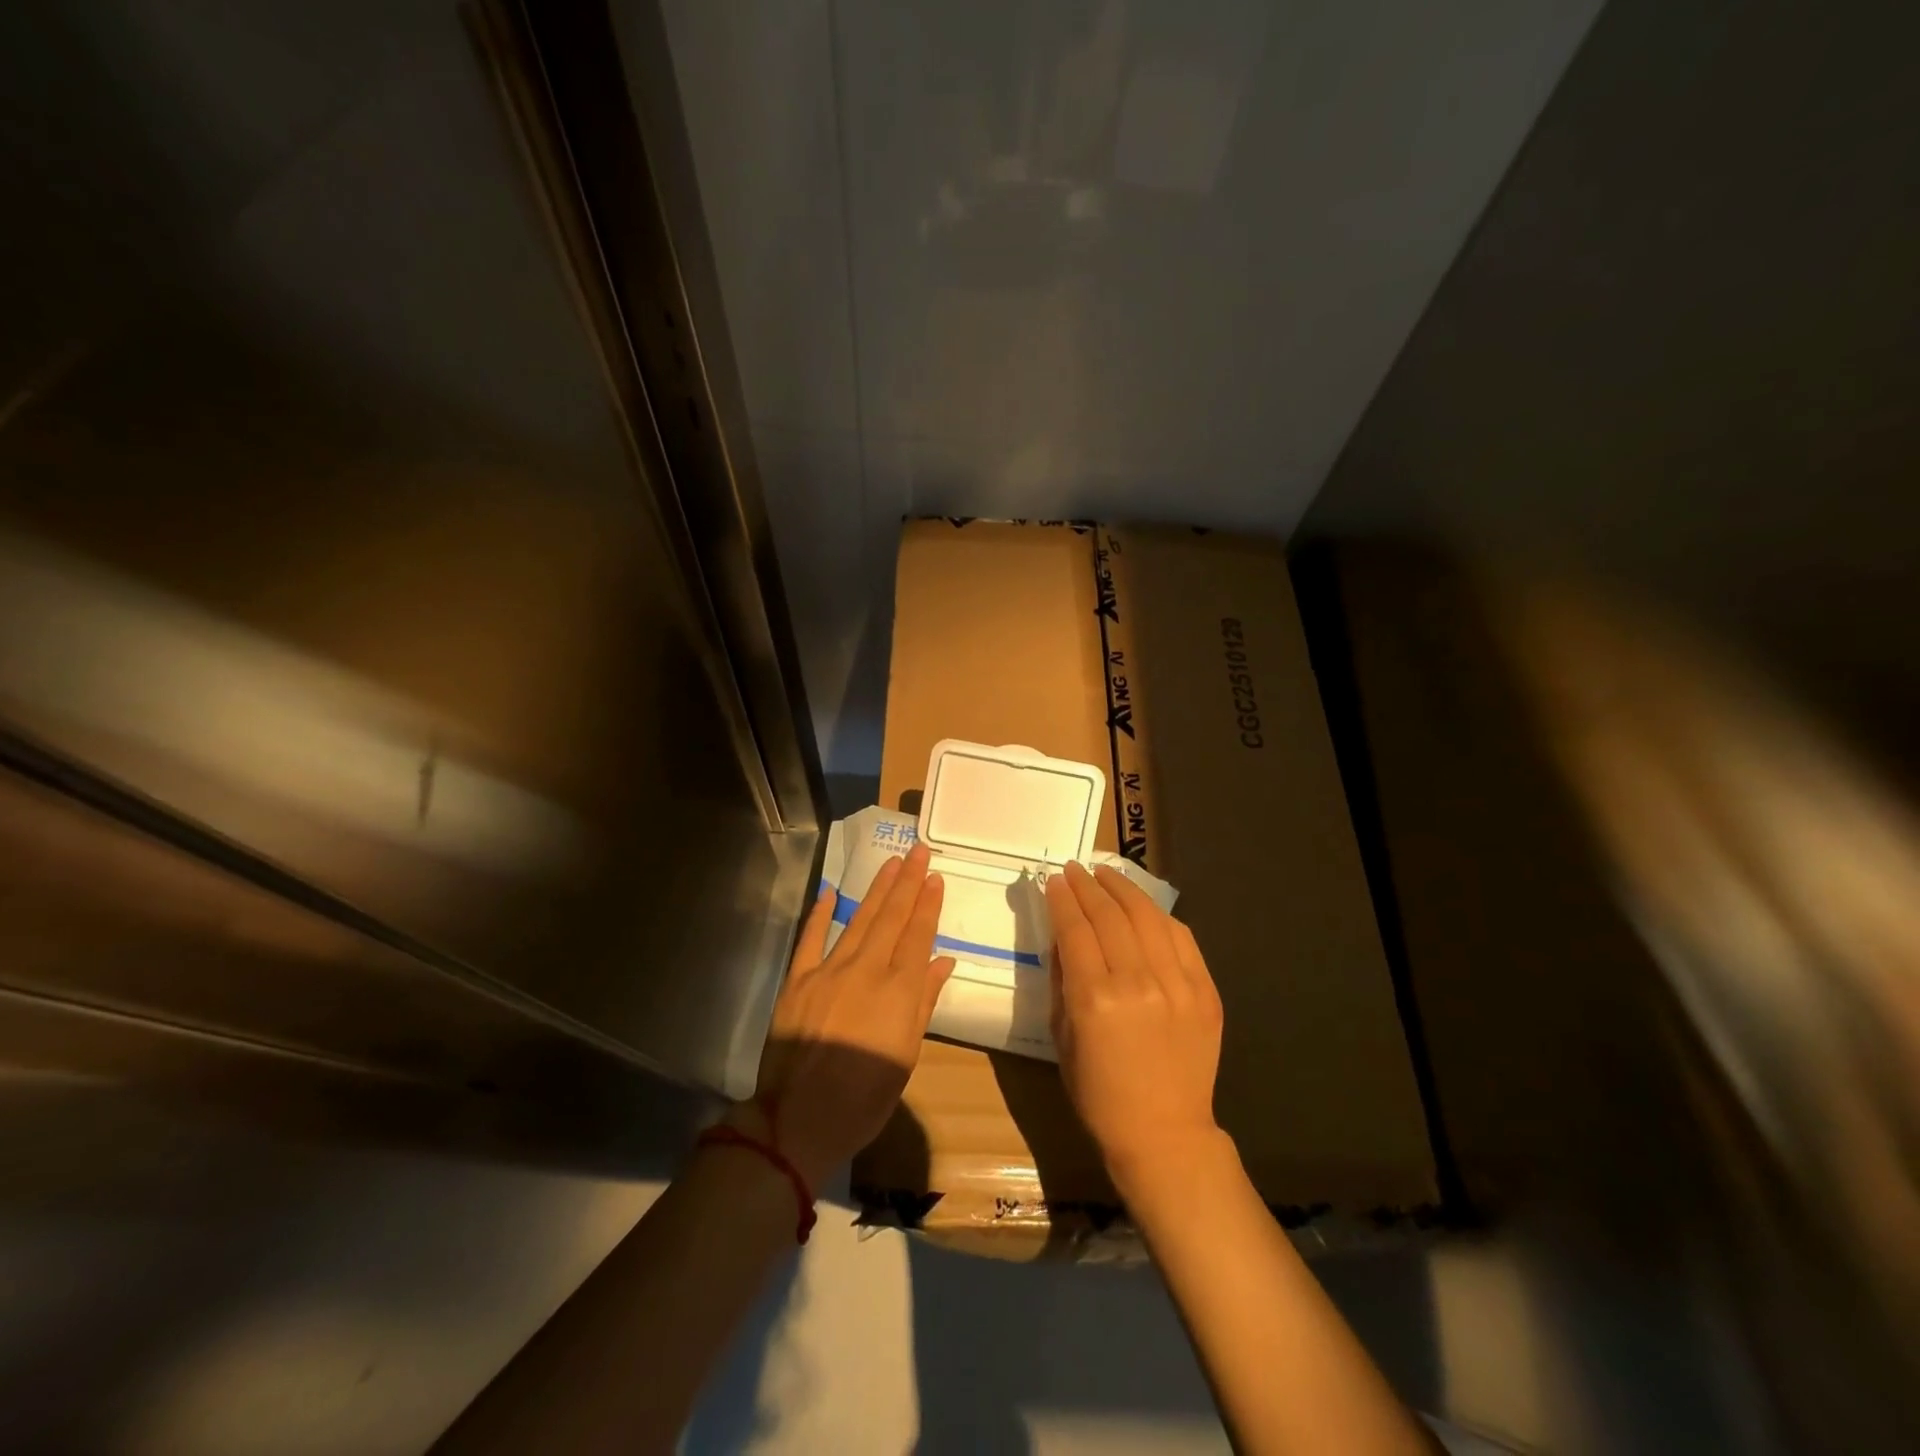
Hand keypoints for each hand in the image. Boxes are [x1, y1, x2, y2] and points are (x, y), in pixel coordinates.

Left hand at [740, 842, 955, 1186]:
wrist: (800, 1119)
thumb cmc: (864, 1097)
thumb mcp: (906, 1055)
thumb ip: (923, 1002)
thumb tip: (942, 961)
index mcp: (898, 990)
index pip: (918, 935)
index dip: (928, 905)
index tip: (936, 877)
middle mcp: (867, 970)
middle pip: (891, 917)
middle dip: (907, 882)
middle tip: (918, 852)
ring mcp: (829, 971)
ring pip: (859, 920)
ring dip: (877, 889)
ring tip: (892, 863)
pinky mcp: (798, 980)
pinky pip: (810, 938)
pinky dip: (821, 913)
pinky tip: (831, 890)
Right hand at [1046, 862, 1224, 1190]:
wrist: (1165, 1134)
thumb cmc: (1099, 1093)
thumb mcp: (1062, 1037)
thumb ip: (1062, 980)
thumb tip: (1063, 935)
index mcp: (1095, 999)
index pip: (1075, 929)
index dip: (1064, 899)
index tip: (1056, 879)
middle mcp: (1138, 983)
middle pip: (1110, 915)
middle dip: (1089, 886)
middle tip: (1077, 869)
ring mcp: (1177, 985)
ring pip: (1148, 917)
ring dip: (1124, 890)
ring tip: (1108, 874)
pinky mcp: (1205, 991)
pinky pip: (1181, 938)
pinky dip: (1159, 916)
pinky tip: (1144, 907)